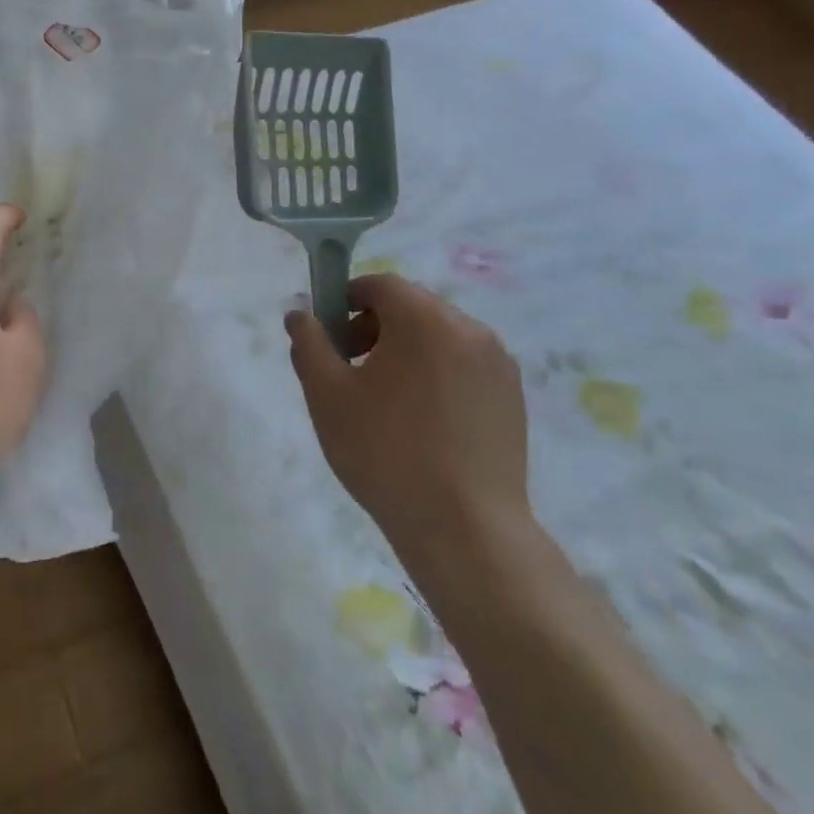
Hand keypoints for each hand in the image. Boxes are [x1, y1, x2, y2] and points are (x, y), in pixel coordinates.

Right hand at [285, 274, 532, 587]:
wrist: (465, 529)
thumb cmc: (386, 452)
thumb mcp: (327, 394)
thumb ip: (308, 343)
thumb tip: (300, 315)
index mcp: (425, 319)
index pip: (380, 285)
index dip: (347, 301)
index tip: (330, 339)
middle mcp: (469, 329)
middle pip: (411, 307)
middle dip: (374, 328)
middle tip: (350, 372)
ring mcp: (498, 364)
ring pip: (439, 337)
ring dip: (406, 352)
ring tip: (386, 403)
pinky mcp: (513, 398)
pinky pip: (463, 366)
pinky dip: (436, 375)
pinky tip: (422, 423)